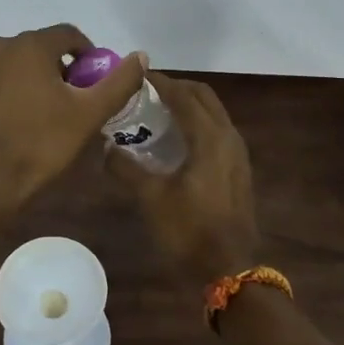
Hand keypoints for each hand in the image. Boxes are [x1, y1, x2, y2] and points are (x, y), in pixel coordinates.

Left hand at [0, 24, 145, 214]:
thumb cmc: (41, 144)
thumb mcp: (90, 114)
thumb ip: (119, 82)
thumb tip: (141, 56)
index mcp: (29, 45)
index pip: (70, 34)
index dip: (90, 56)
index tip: (97, 84)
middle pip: (43, 48)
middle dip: (64, 69)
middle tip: (78, 101)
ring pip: (20, 64)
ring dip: (39, 79)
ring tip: (52, 113)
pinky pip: (0, 80)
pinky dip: (16, 91)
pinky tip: (24, 120)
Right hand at [105, 72, 261, 288]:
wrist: (229, 269)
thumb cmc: (189, 230)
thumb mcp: (151, 198)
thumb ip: (126, 168)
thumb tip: (106, 149)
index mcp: (210, 137)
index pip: (183, 95)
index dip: (160, 81)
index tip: (136, 76)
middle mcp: (229, 137)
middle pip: (204, 97)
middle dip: (176, 88)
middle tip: (147, 92)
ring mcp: (237, 154)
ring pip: (213, 114)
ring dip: (188, 105)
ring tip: (157, 112)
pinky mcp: (238, 170)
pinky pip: (217, 132)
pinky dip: (197, 124)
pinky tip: (175, 142)